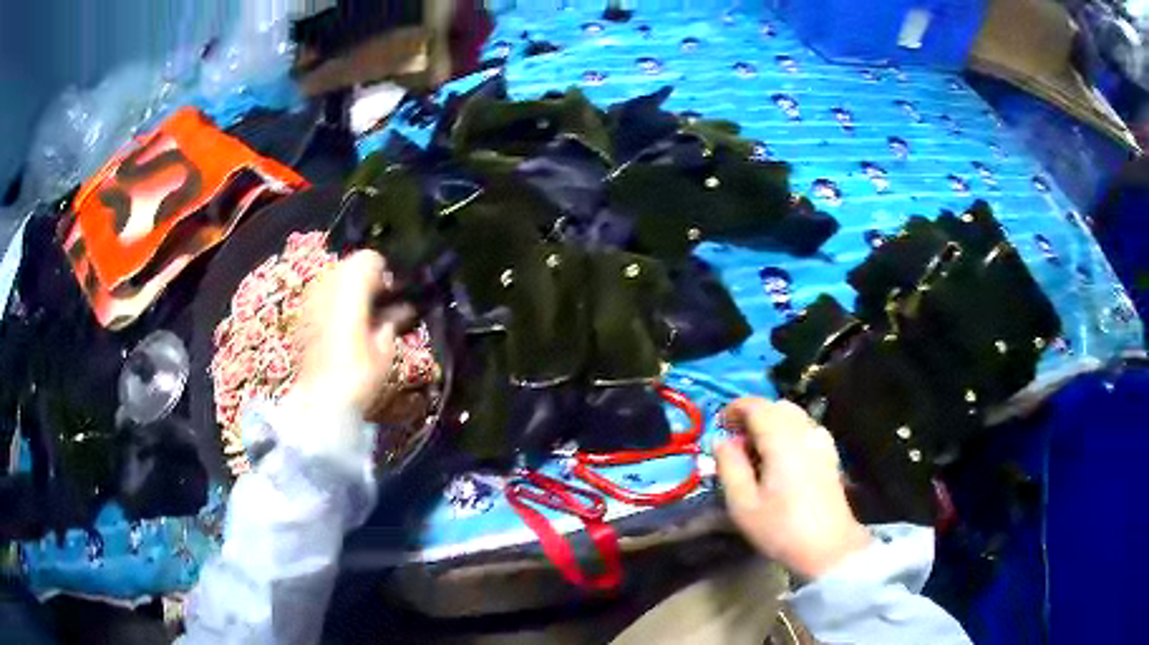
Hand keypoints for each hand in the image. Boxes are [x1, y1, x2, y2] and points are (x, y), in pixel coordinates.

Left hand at [294, 250, 412, 415]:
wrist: (320, 402)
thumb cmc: (358, 375)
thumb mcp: (385, 350)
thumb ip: (391, 322)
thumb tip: (402, 309)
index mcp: (350, 291)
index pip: (369, 258)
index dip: (385, 271)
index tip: (394, 292)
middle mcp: (327, 288)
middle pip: (349, 264)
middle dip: (366, 278)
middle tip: (381, 303)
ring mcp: (311, 302)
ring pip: (333, 279)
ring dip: (350, 289)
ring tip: (363, 314)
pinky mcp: (303, 317)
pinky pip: (322, 297)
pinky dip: (335, 303)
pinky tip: (345, 326)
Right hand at [714, 398, 871, 579]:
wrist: (828, 547)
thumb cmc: (781, 528)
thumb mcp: (743, 504)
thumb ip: (729, 466)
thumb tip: (721, 441)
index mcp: (782, 440)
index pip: (756, 406)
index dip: (735, 409)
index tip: (719, 425)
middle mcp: (804, 432)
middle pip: (777, 406)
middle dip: (753, 415)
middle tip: (736, 440)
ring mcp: (821, 441)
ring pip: (794, 415)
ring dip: (772, 422)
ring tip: (756, 451)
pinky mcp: (830, 453)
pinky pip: (806, 428)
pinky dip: (788, 431)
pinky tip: (781, 459)